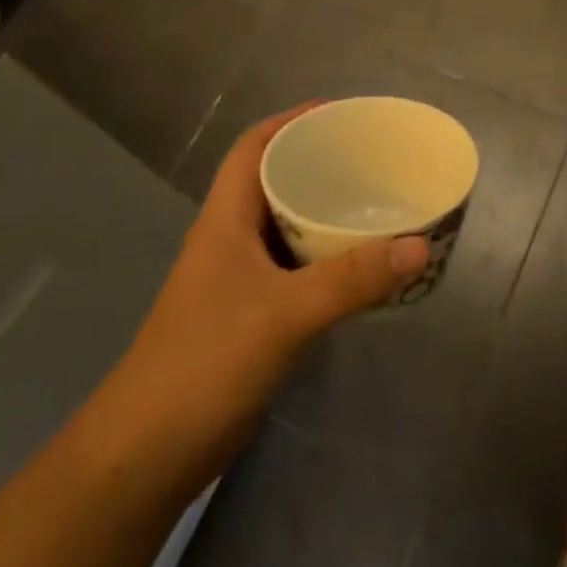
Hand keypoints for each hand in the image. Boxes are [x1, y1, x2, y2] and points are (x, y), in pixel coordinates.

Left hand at [99, 103, 429, 485]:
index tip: (340, 113)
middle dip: (321, 164)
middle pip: (275, 183)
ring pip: (289, 230)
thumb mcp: (284, 313)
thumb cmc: (205, 363)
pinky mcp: (252, 317)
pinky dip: (329, 261)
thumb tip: (419, 245)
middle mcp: (231, 241)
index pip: (253, 148)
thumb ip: (353, 280)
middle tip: (375, 160)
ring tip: (380, 205)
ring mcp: (239, 281)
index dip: (291, 121)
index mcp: (225, 221)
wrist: (147, 453)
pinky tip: (364, 268)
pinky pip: (298, 271)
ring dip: (328, 215)